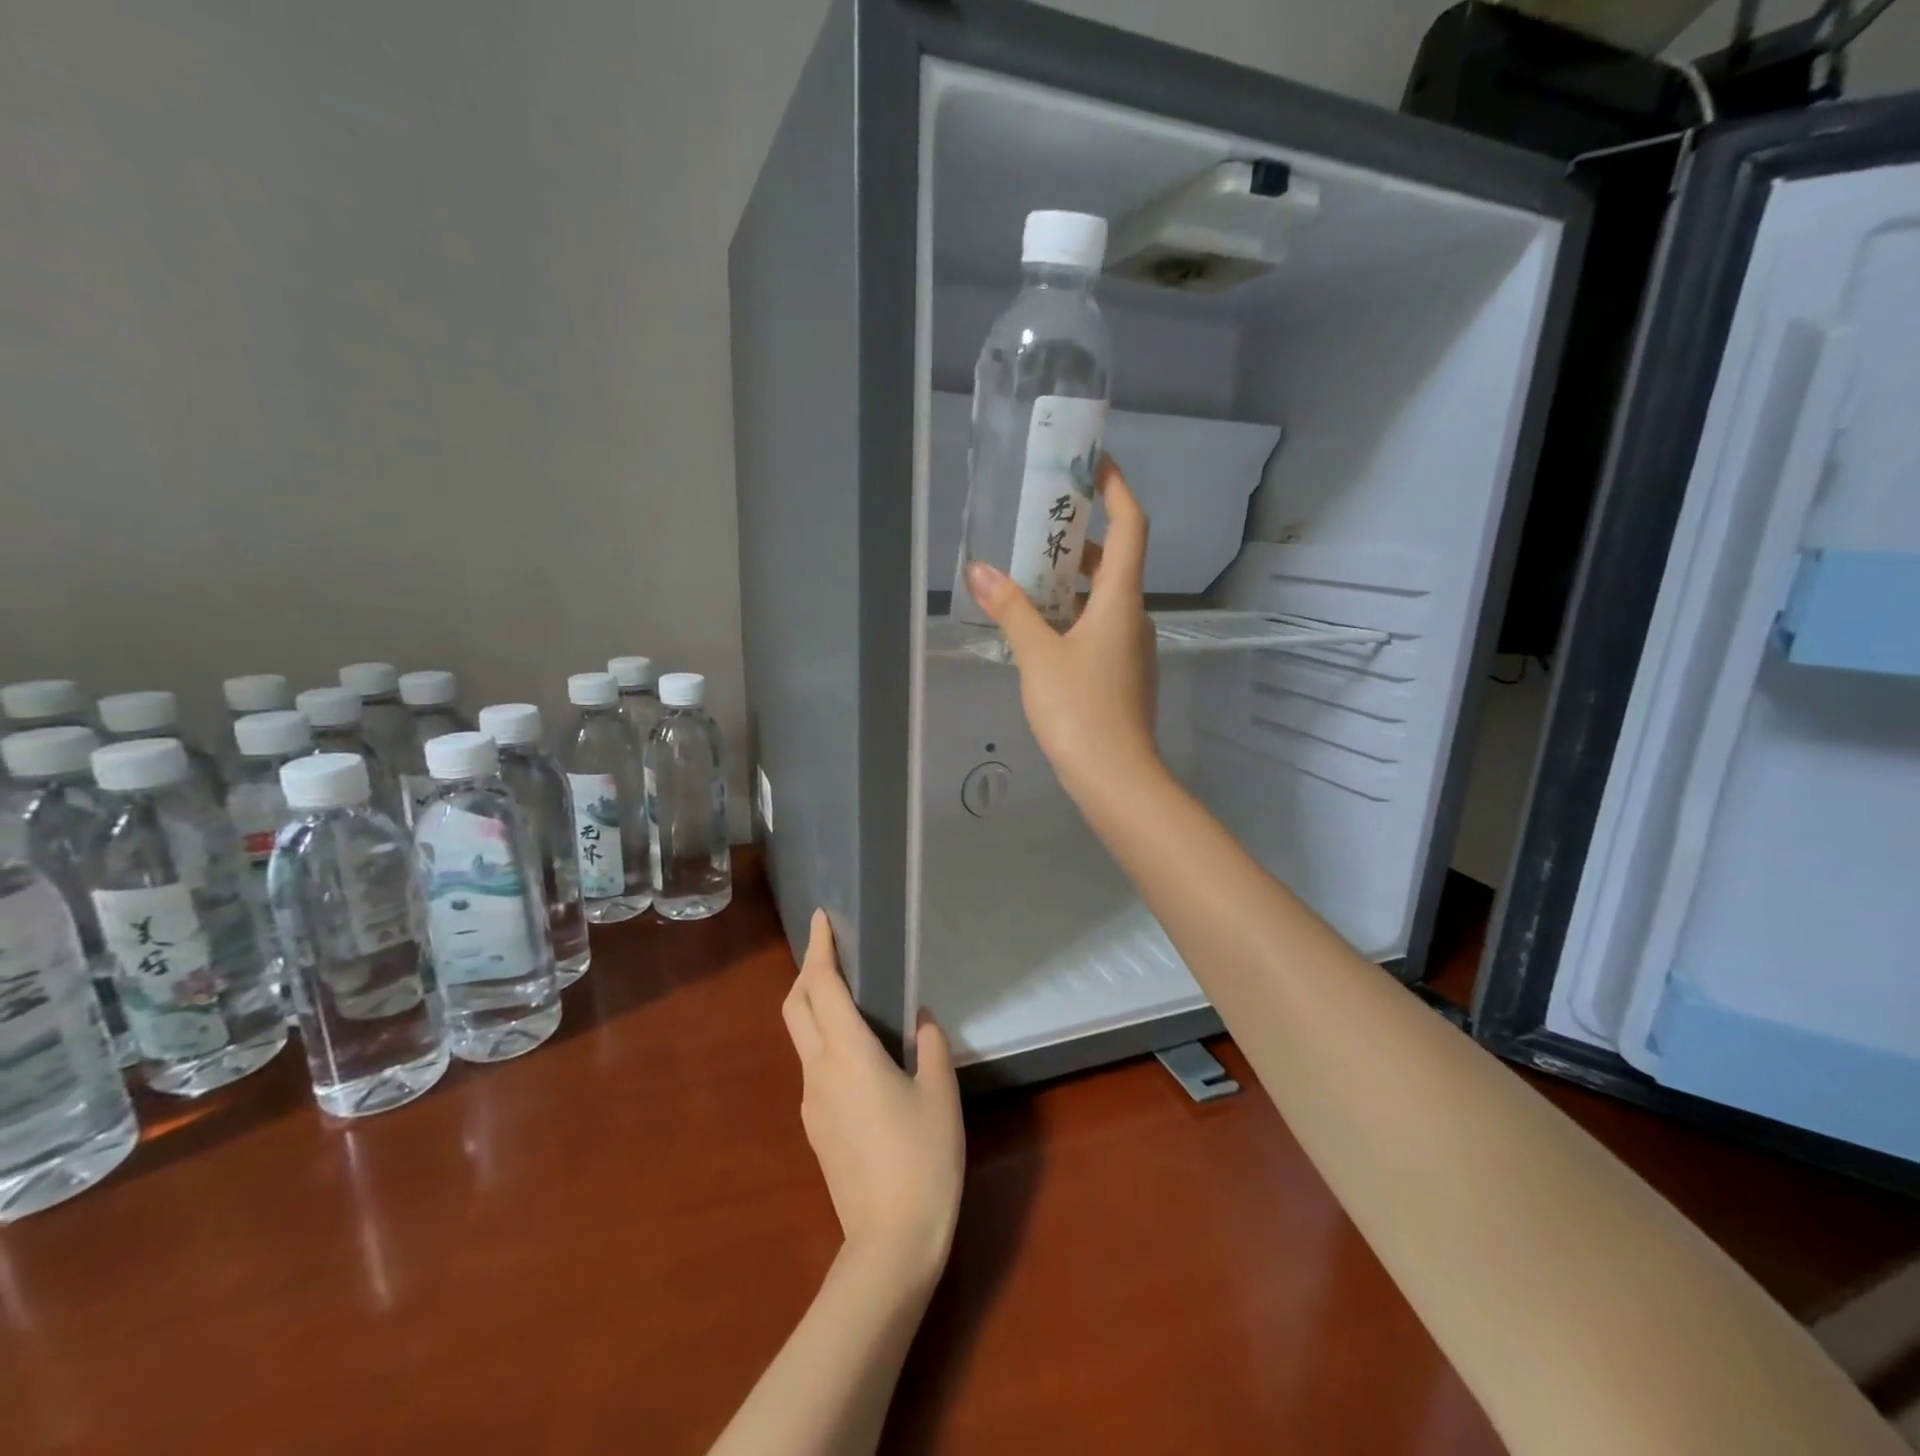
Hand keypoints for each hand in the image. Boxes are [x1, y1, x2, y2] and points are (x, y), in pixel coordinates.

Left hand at [782, 911, 964, 1283]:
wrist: (890, 1243)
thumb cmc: (922, 1158)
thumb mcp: (940, 1094)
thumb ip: (930, 1046)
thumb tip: (920, 1020)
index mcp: (848, 1053)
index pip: (821, 986)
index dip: (820, 948)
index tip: (821, 919)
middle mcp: (819, 1070)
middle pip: (796, 1007)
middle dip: (807, 971)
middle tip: (832, 952)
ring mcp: (811, 1102)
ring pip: (801, 1037)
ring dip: (814, 1007)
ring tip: (850, 998)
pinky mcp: (815, 1128)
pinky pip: (814, 1067)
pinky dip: (825, 1041)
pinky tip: (859, 1055)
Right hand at [965, 455, 1161, 804]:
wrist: (1115, 777)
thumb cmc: (1079, 709)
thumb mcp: (1037, 656)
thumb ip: (1011, 610)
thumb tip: (979, 571)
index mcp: (1120, 600)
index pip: (1130, 526)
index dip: (1116, 488)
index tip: (1093, 462)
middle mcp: (1133, 616)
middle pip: (1115, 560)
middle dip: (1081, 536)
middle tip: (1040, 522)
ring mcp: (1131, 648)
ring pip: (1105, 597)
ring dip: (1073, 579)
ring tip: (1029, 572)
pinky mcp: (1122, 674)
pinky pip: (1099, 626)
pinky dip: (1074, 613)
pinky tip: (1041, 626)